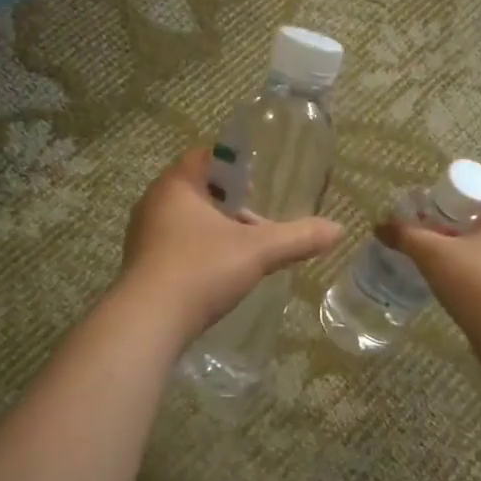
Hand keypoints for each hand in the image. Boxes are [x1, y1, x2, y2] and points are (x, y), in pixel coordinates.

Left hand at [118, 149, 343, 340]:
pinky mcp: (142, 267)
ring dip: (216, 232)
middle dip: (230, 205)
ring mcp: (143, 237)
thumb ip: (298, 238)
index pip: (205, 158)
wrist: (149, 322)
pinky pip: (176, 248)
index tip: (259, 181)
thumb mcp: (258, 251)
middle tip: (259, 221)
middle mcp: (153, 204)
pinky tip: (219, 275)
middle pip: (198, 192)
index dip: (234, 165)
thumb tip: (339, 229)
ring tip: (245, 251)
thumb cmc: (201, 270)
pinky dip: (199, 254)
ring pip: (187, 222)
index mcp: (176, 185)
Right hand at [376, 176, 480, 343]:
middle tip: (436, 226)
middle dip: (465, 217)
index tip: (443, 196)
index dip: (469, 184)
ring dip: (473, 245)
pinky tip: (460, 283)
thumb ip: (406, 236)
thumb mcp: (432, 255)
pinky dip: (480, 269)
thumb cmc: (474, 281)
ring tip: (444, 256)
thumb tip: (380, 226)